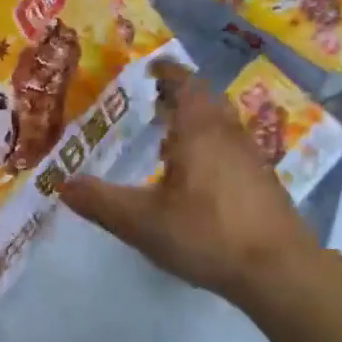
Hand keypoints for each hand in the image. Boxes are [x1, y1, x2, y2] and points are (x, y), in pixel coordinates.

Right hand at [60, 61, 317, 299]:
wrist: (279, 271)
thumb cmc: (206, 234)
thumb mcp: (141, 221)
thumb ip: (100, 201)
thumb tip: (63, 184)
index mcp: (200, 131)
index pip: (185, 85)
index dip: (167, 73)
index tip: (150, 69)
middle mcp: (229, 135)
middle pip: (206, 101)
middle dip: (180, 97)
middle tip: (153, 103)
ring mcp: (251, 159)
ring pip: (221, 126)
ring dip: (196, 123)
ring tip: (168, 138)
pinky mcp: (263, 184)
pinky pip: (231, 149)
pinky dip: (210, 148)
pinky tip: (195, 177)